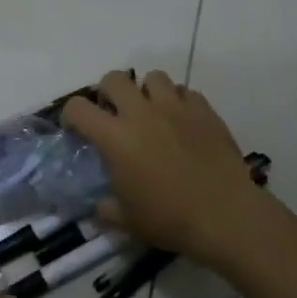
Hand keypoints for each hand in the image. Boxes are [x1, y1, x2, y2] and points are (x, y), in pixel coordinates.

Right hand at [62, 69, 264, 267]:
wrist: (225, 214)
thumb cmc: (169, 218)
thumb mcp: (127, 220)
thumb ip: (106, 207)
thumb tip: (99, 203)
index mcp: (115, 137)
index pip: (78, 108)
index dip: (71, 115)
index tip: (77, 129)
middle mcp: (141, 113)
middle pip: (114, 78)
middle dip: (108, 92)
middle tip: (115, 114)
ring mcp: (175, 107)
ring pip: (153, 77)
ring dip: (146, 92)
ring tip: (152, 113)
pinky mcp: (204, 110)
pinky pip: (185, 92)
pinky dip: (178, 102)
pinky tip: (182, 123)